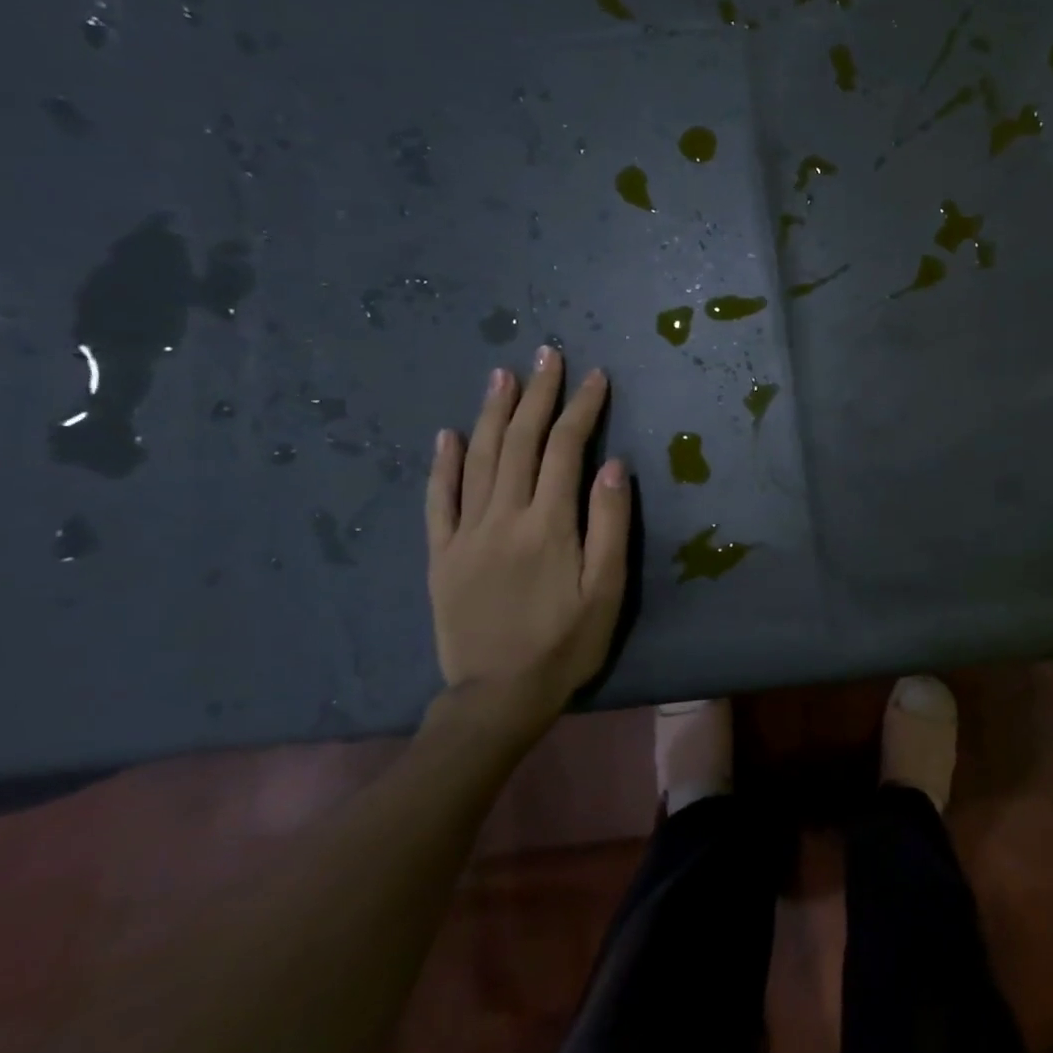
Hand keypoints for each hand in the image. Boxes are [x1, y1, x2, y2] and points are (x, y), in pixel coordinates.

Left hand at [424, 348, 630, 743]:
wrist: (497, 697)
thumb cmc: (565, 644)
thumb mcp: (607, 591)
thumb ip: (610, 525)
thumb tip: (615, 465)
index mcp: (548, 524)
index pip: (565, 449)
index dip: (582, 408)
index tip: (595, 376)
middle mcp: (503, 517)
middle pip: (518, 441)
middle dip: (536, 394)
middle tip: (546, 355)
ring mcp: (465, 534)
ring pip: (476, 459)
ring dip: (491, 413)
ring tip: (502, 375)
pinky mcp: (441, 555)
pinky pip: (437, 500)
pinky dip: (441, 463)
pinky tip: (446, 434)